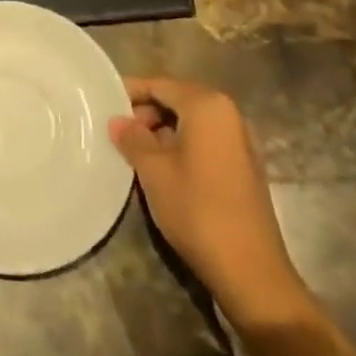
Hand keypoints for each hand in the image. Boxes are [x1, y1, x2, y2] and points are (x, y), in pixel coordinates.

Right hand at [110, 77, 311, 327]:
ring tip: (135, 151)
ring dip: (163, 130)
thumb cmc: (197, 209)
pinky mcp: (244, 167)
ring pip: (192, 122)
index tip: (104, 102)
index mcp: (207, 105)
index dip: (130, 91)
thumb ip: (132, 138)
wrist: (250, 271)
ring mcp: (241, 141)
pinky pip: (206, 141)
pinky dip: (182, 145)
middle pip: (178, 99)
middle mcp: (229, 114)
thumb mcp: (153, 171)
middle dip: (146, 112)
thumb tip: (118, 121)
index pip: (160, 84)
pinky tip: (162, 168)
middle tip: (118, 131)